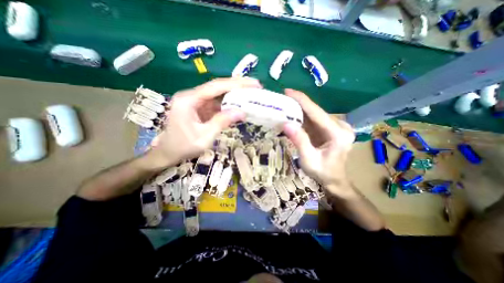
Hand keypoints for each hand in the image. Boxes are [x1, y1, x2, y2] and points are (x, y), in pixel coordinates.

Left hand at [144, 76, 259, 167]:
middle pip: (217, 87)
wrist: (166, 153)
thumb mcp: (204, 137)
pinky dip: (229, 104)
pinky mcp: (199, 108)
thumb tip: (242, 112)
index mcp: (189, 100)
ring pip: (218, 94)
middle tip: (255, 87)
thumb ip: (222, 122)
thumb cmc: (182, 147)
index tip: (253, 84)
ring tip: (251, 94)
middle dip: (237, 86)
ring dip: (234, 94)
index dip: (236, 84)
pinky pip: (216, 103)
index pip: (216, 87)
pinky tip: (239, 105)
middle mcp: (191, 96)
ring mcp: (195, 102)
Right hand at [282, 88, 355, 196]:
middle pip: (316, 111)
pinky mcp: (330, 128)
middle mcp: (340, 126)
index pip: (317, 112)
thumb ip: (300, 141)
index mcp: (338, 134)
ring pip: (314, 114)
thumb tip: (286, 124)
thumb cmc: (323, 173)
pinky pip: (314, 119)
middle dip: (298, 104)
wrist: (335, 179)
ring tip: (284, 105)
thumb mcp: (309, 160)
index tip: (287, 91)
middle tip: (282, 99)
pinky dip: (302, 117)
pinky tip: (292, 114)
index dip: (302, 100)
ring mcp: (336, 126)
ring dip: (299, 109)